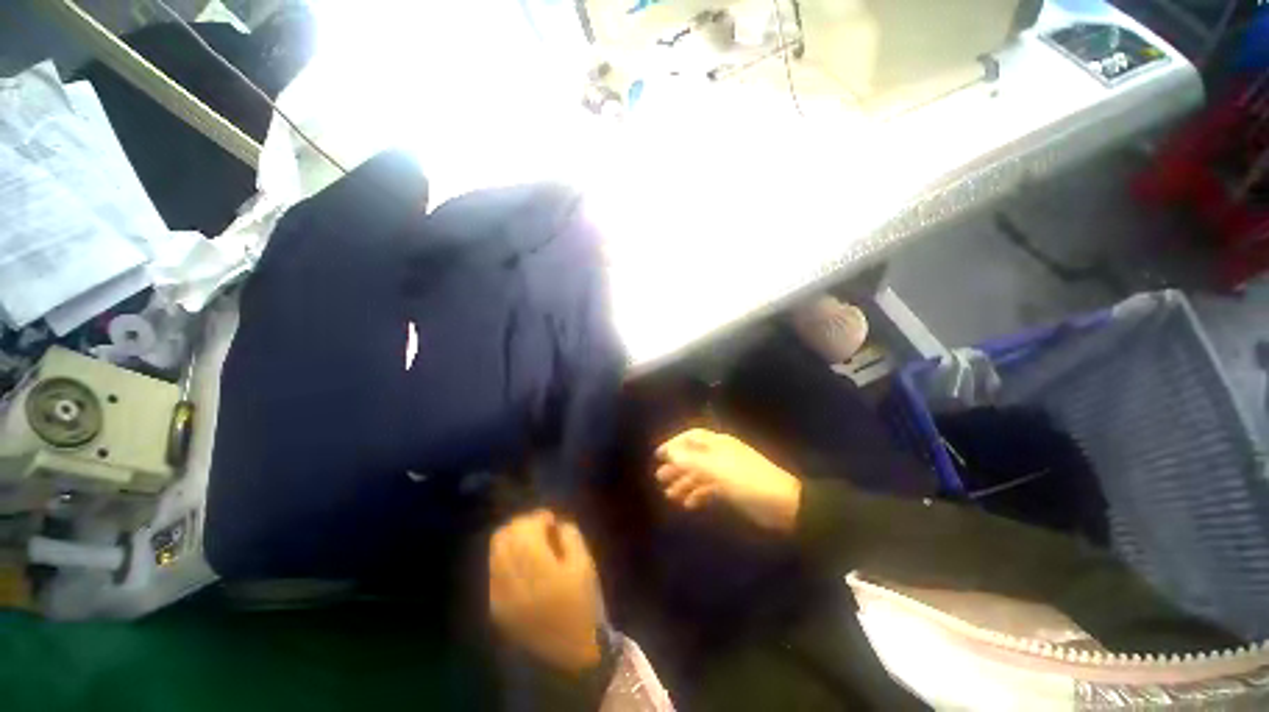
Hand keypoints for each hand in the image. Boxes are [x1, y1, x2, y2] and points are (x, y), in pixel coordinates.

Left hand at [489, 509, 602, 673]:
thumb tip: (552, 523)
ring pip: (494, 552)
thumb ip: (569, 534)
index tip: (550, 519)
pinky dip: (504, 558)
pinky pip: (493, 571)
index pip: (524, 529)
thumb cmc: (584, 601)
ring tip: (529, 542)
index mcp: (541, 570)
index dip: (537, 517)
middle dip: (521, 525)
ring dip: (511, 539)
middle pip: (503, 537)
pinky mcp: (496, 608)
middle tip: (539, 528)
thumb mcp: (585, 562)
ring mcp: (501, 597)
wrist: (574, 648)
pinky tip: (521, 563)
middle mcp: (514, 582)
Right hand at [655, 429, 802, 533]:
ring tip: (669, 495)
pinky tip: (688, 504)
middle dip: (676, 465)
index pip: (691, 437)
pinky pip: (709, 488)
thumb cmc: (747, 481)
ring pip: (699, 473)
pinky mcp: (731, 489)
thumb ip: (691, 461)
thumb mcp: (716, 470)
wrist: (783, 504)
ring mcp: (726, 472)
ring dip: (684, 482)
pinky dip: (697, 494)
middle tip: (659, 478)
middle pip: (693, 455)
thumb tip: (669, 453)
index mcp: (718, 444)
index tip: (658, 456)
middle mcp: (720, 454)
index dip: (674, 444)